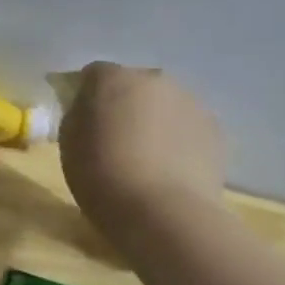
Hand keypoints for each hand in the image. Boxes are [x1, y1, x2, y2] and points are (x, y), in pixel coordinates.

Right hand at [60, 63, 225, 244]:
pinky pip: (186, 126)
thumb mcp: (68, 140)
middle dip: (123, 102)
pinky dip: (176, 139)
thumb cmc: (100, 174)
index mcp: (113, 78)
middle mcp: (155, 80)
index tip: (79, 117)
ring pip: (164, 104)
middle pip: (134, 84)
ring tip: (143, 155)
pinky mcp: (216, 130)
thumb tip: (89, 107)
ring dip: (152, 119)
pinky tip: (167, 167)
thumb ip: (78, 113)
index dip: (84, 93)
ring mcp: (191, 103)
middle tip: (112, 135)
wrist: (161, 211)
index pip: (93, 74)